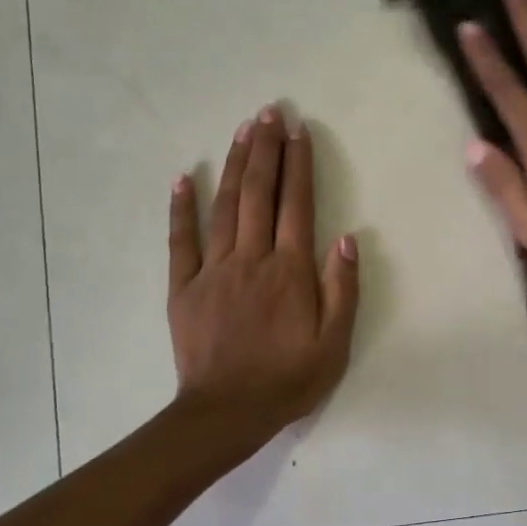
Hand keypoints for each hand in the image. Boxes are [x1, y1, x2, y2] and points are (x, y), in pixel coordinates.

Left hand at [168, 107, 358, 430]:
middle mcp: (252, 259)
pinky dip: (181, 207)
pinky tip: (183, 177)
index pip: (297, 205)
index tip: (299, 131)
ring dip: (234, 164)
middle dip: (266, 149)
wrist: (226, 414)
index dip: (299, 165)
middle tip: (269, 112)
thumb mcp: (334, 344)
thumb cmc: (288, 381)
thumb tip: (346, 238)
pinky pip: (180, 240)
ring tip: (243, 129)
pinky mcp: (183, 287)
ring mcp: (213, 270)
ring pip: (225, 206)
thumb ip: (342, 290)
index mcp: (290, 272)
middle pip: (259, 194)